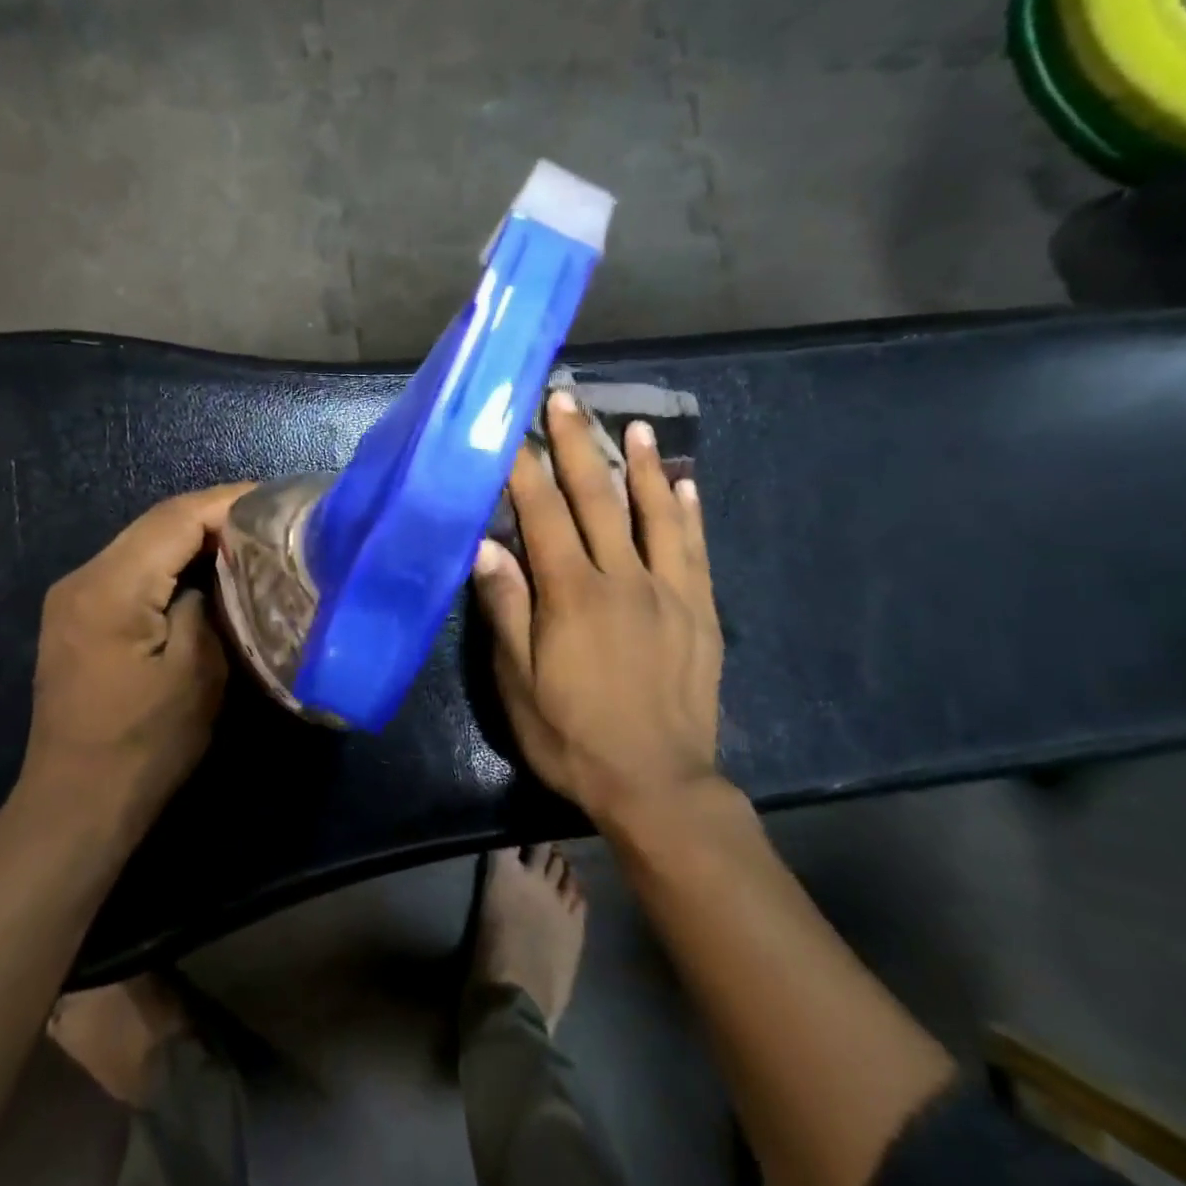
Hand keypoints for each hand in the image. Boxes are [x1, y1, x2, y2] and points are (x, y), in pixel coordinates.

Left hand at [19, 484, 255, 826]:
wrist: (75, 806)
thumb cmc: (143, 746)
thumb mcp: (197, 672)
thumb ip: (208, 603)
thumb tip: (218, 571)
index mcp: (110, 587)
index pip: (175, 518)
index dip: (227, 502)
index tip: (276, 500)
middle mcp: (83, 577)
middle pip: (156, 524)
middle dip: (214, 515)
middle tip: (270, 519)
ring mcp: (74, 596)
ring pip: (144, 544)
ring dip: (194, 538)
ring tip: (248, 540)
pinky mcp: (78, 616)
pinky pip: (131, 570)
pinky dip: (171, 563)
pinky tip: (207, 571)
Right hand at [472, 391, 724, 828]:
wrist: (658, 785)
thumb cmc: (574, 736)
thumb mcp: (521, 683)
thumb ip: (507, 610)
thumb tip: (485, 547)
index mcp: (574, 594)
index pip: (544, 516)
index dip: (526, 470)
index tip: (515, 430)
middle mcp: (623, 579)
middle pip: (598, 500)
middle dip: (577, 446)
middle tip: (566, 401)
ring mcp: (669, 592)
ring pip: (654, 514)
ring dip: (640, 466)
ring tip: (632, 426)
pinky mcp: (700, 612)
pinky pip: (695, 550)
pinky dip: (688, 513)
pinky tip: (685, 485)